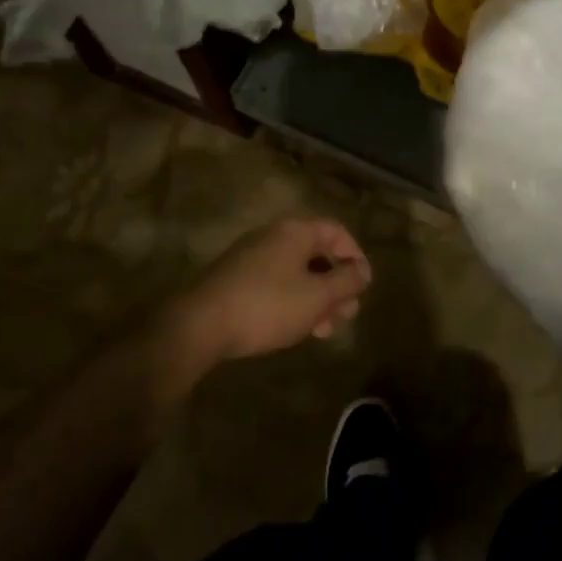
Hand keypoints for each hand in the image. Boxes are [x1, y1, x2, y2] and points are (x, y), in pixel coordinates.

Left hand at [172, 216, 372, 364]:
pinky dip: (293, 301)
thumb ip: (347, 281)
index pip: (337, 231)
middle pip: (316, 253)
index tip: (363, 286)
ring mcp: (251, 256)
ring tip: (324, 329)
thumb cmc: (268, 305)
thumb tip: (363, 271)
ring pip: (296, 272)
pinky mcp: (235, 279)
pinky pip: (275, 282)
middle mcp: (274, 235)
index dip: (355, 256)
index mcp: (296, 231)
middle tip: (346, 314)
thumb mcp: (317, 297)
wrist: (198, 325)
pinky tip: (295, 328)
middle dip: (336, 284)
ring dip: (316, 297)